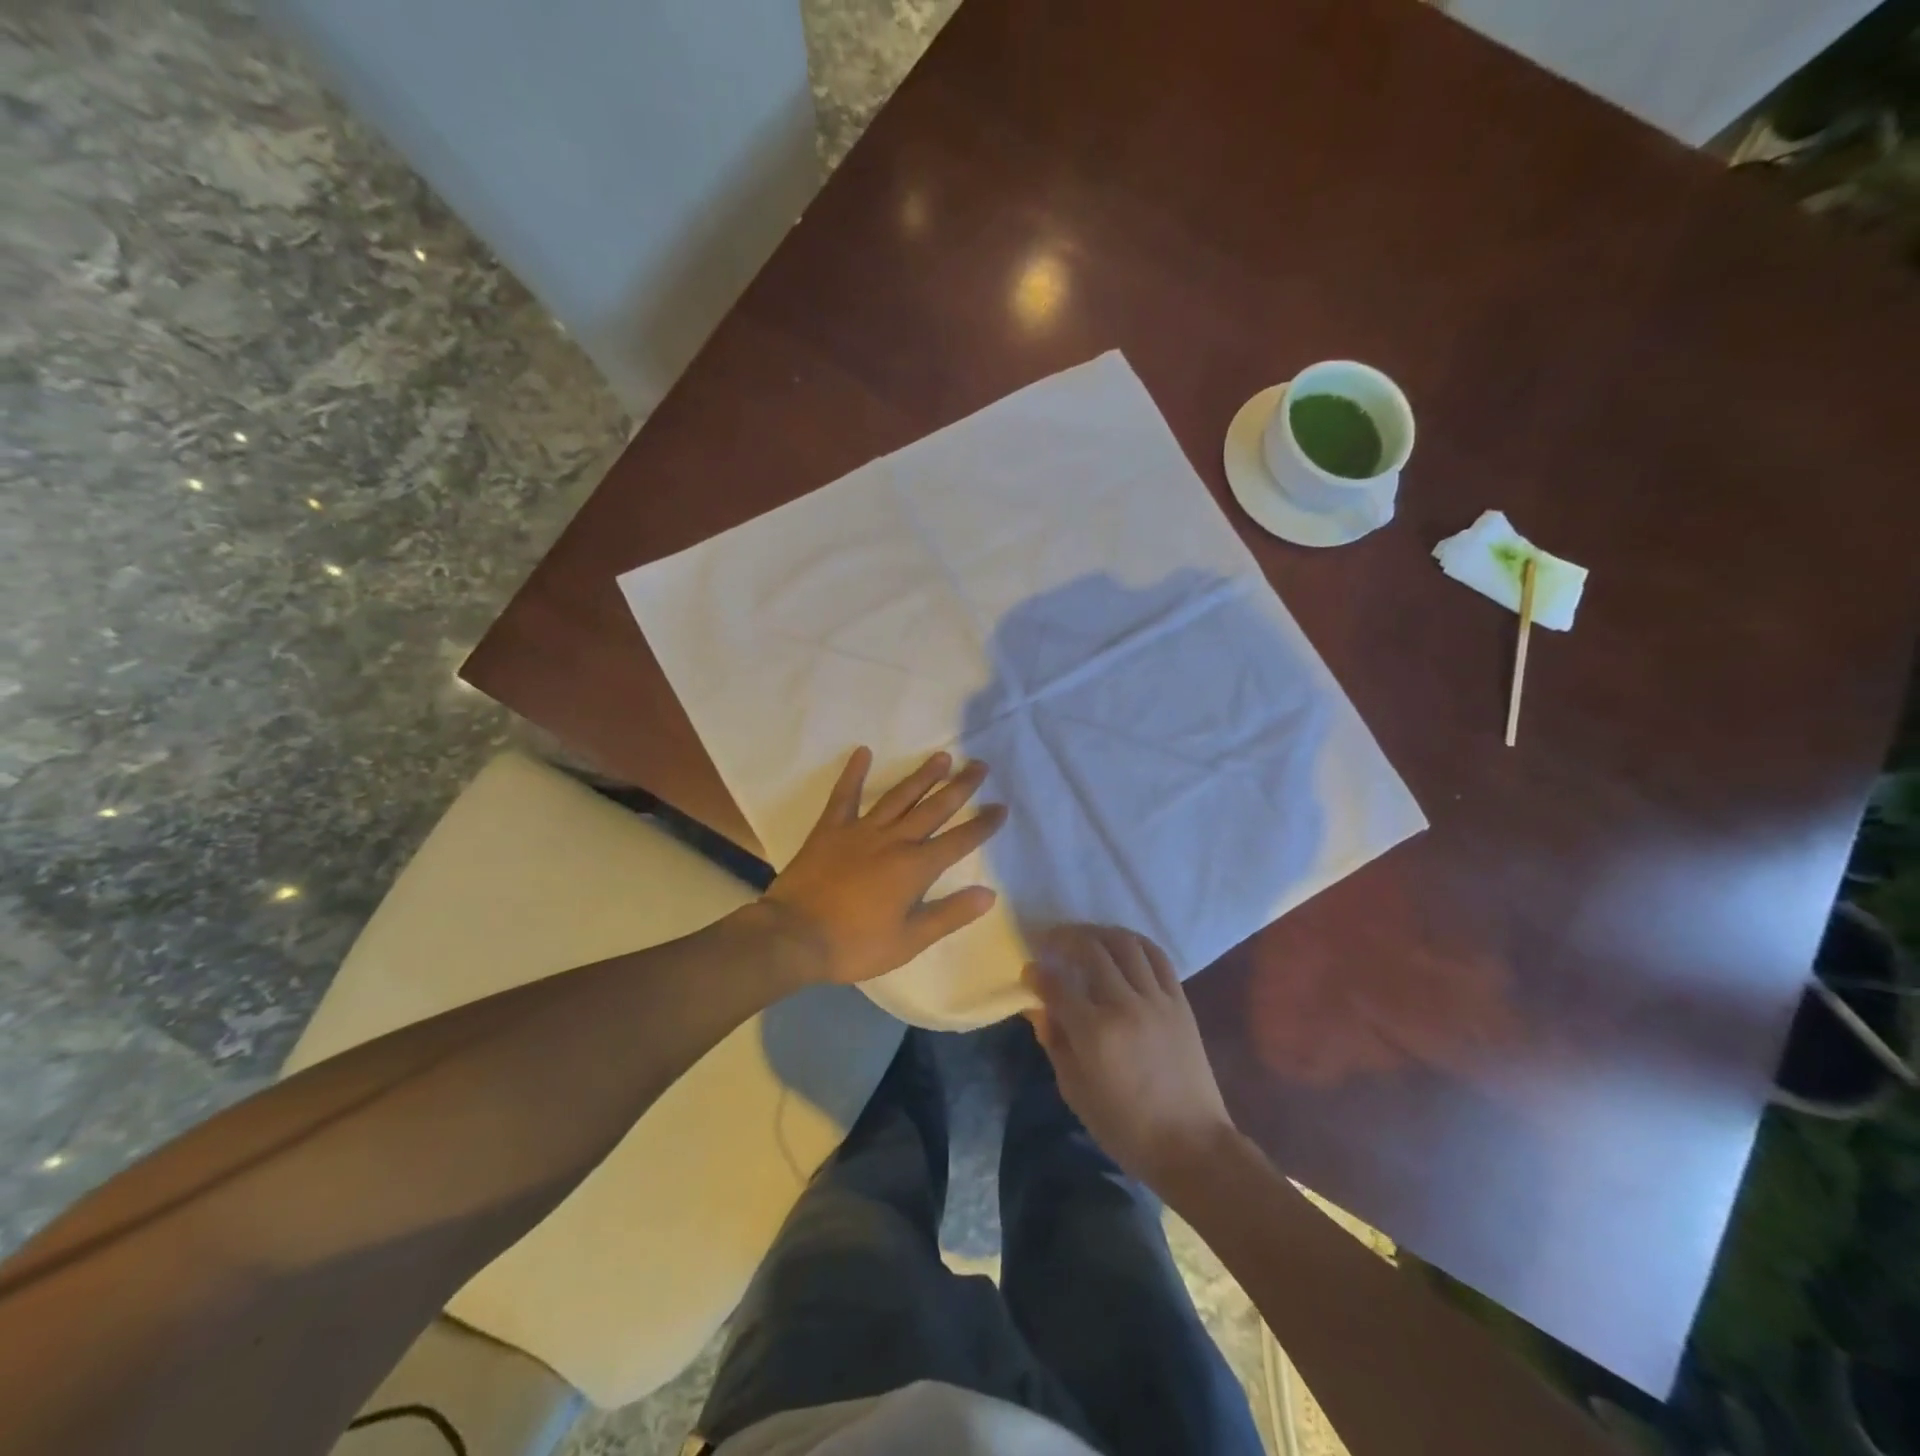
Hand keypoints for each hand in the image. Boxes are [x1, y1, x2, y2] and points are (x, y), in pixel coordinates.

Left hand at [762, 747, 1005, 985]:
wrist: (794, 936)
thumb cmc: (855, 945)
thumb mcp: (909, 941)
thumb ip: (949, 914)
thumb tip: (989, 893)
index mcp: (915, 867)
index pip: (959, 841)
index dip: (982, 825)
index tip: (1001, 807)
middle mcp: (893, 840)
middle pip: (934, 808)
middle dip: (960, 787)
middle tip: (979, 765)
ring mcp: (861, 830)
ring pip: (899, 796)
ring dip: (922, 776)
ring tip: (942, 757)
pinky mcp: (830, 829)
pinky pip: (845, 795)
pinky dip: (854, 773)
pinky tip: (863, 752)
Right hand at [1024, 925, 1237, 1192]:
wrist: (1192, 1145)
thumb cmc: (1126, 1128)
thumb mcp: (1076, 1092)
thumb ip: (1055, 1043)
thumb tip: (1040, 1008)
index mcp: (1095, 1033)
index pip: (1056, 985)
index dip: (1036, 973)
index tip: (1028, 970)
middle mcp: (1125, 1006)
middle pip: (1090, 950)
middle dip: (1064, 938)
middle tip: (1050, 941)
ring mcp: (1156, 1000)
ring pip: (1124, 944)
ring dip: (1098, 932)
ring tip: (1083, 936)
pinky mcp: (1180, 1002)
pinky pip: (1157, 956)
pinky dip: (1135, 942)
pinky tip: (1120, 944)